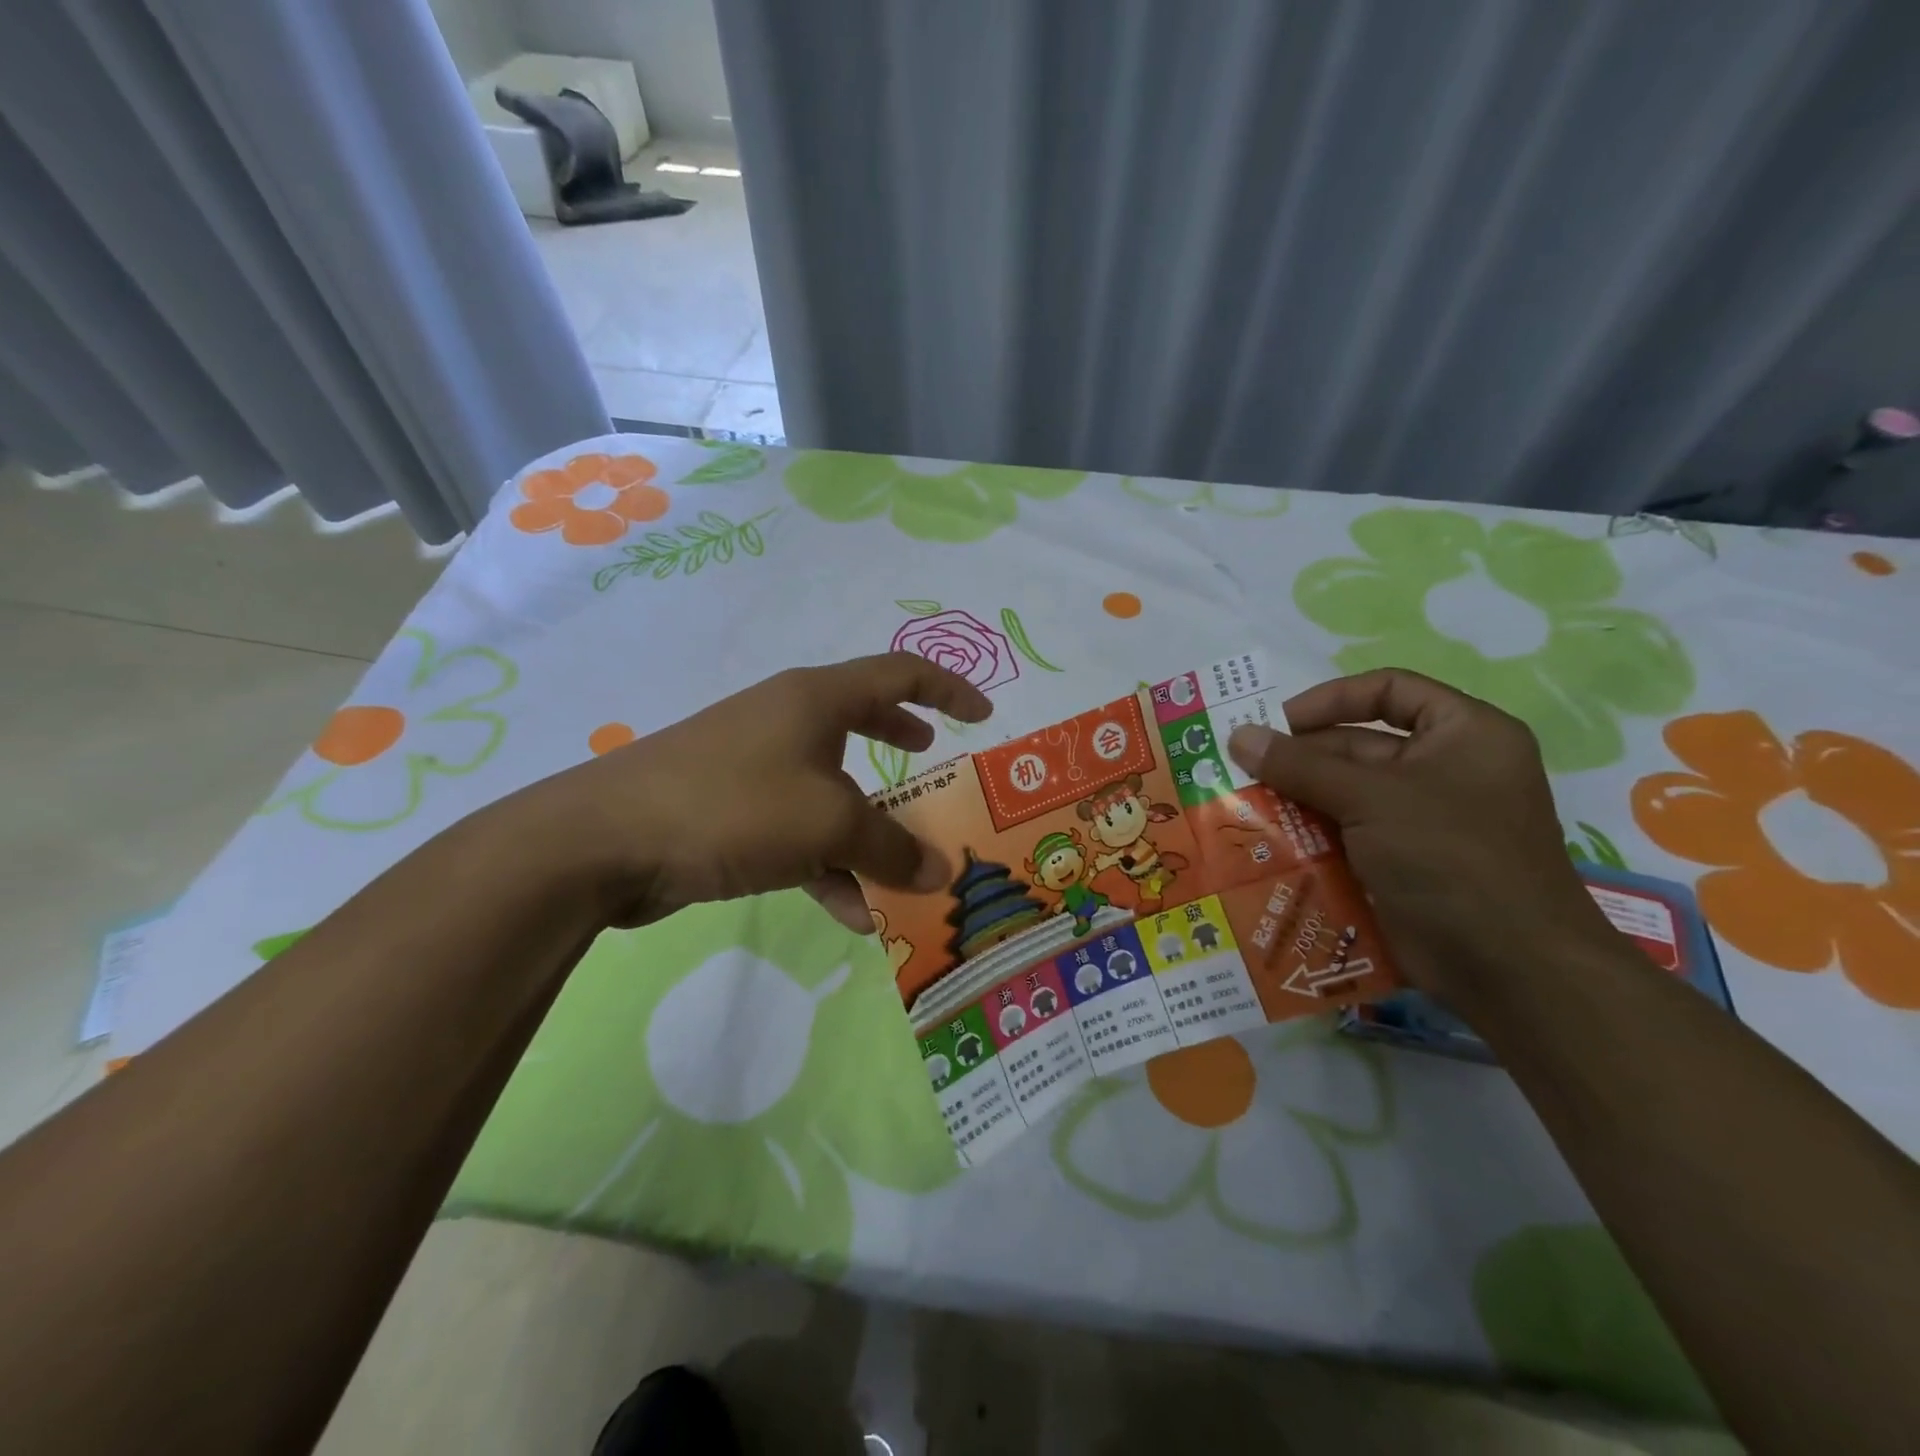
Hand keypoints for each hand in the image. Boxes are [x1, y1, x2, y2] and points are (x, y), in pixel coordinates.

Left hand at [519, 654, 992, 930]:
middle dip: (903, 746)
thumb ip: (891, 848)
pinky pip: (798, 832)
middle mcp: (788, 721)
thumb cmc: (733, 804)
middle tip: (936, 765)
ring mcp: (756, 766)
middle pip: (863, 722)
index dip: (947, 690)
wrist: (605, 841)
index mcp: (816, 699)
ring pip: (833, 789)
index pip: (898, 674)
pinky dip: (829, 866)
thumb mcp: (828, 823)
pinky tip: (854, 914)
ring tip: (906, 869)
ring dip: (870, 828)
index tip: (982, 717)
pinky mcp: (731, 811)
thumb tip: (941, 871)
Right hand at [1226, 669, 1613, 1004]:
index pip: (1389, 690)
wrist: (1508, 968)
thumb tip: (1238, 735)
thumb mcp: (1372, 798)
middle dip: (1299, 759)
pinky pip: (1344, 836)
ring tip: (1238, 804)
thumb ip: (1301, 765)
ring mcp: (1421, 821)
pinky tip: (1261, 843)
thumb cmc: (1451, 856)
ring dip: (1295, 799)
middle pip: (1357, 747)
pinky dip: (1307, 837)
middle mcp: (1444, 770)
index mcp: (1463, 734)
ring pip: (1344, 795)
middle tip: (1238, 769)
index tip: (1278, 721)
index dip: (1331, 698)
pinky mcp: (1399, 864)